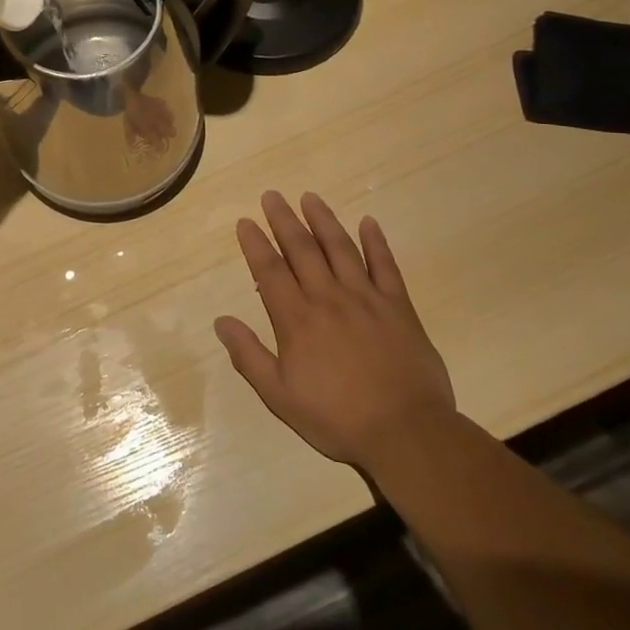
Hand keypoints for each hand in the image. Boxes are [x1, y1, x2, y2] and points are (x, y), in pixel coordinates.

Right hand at [215, 191, 455, 474]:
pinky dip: (376, 242)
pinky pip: (386, 267)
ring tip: (310, 197)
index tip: (246, 222)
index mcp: (297, 319)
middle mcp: (328, 298)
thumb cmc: (337, 418)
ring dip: (323, 220)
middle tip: (272, 195)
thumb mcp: (280, 396)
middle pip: (302, 249)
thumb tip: (221, 322)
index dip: (255, 244)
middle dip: (284, 220)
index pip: (269, 270)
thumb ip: (249, 356)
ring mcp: (366, 299)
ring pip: (340, 249)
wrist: (407, 434)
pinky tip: (368, 222)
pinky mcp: (399, 308)